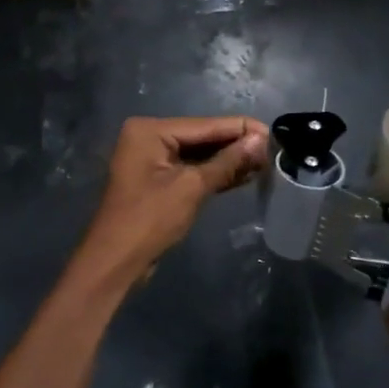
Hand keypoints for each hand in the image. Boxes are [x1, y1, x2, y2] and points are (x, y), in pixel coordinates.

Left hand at [76, 116, 267, 282]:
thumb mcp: (191, 188)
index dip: (240, 129)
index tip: (273, 132)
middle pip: (202, 137)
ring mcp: (152, 160)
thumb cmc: (149, 220)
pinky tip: (244, 175)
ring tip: (265, 162)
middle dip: (236, 145)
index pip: (205, 125)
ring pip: (199, 155)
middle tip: (273, 149)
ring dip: (229, 160)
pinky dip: (215, 174)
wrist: (115, 262)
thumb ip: (227, 162)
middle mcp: (149, 138)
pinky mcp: (158, 181)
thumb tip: (260, 141)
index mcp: (150, 130)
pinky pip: (192, 170)